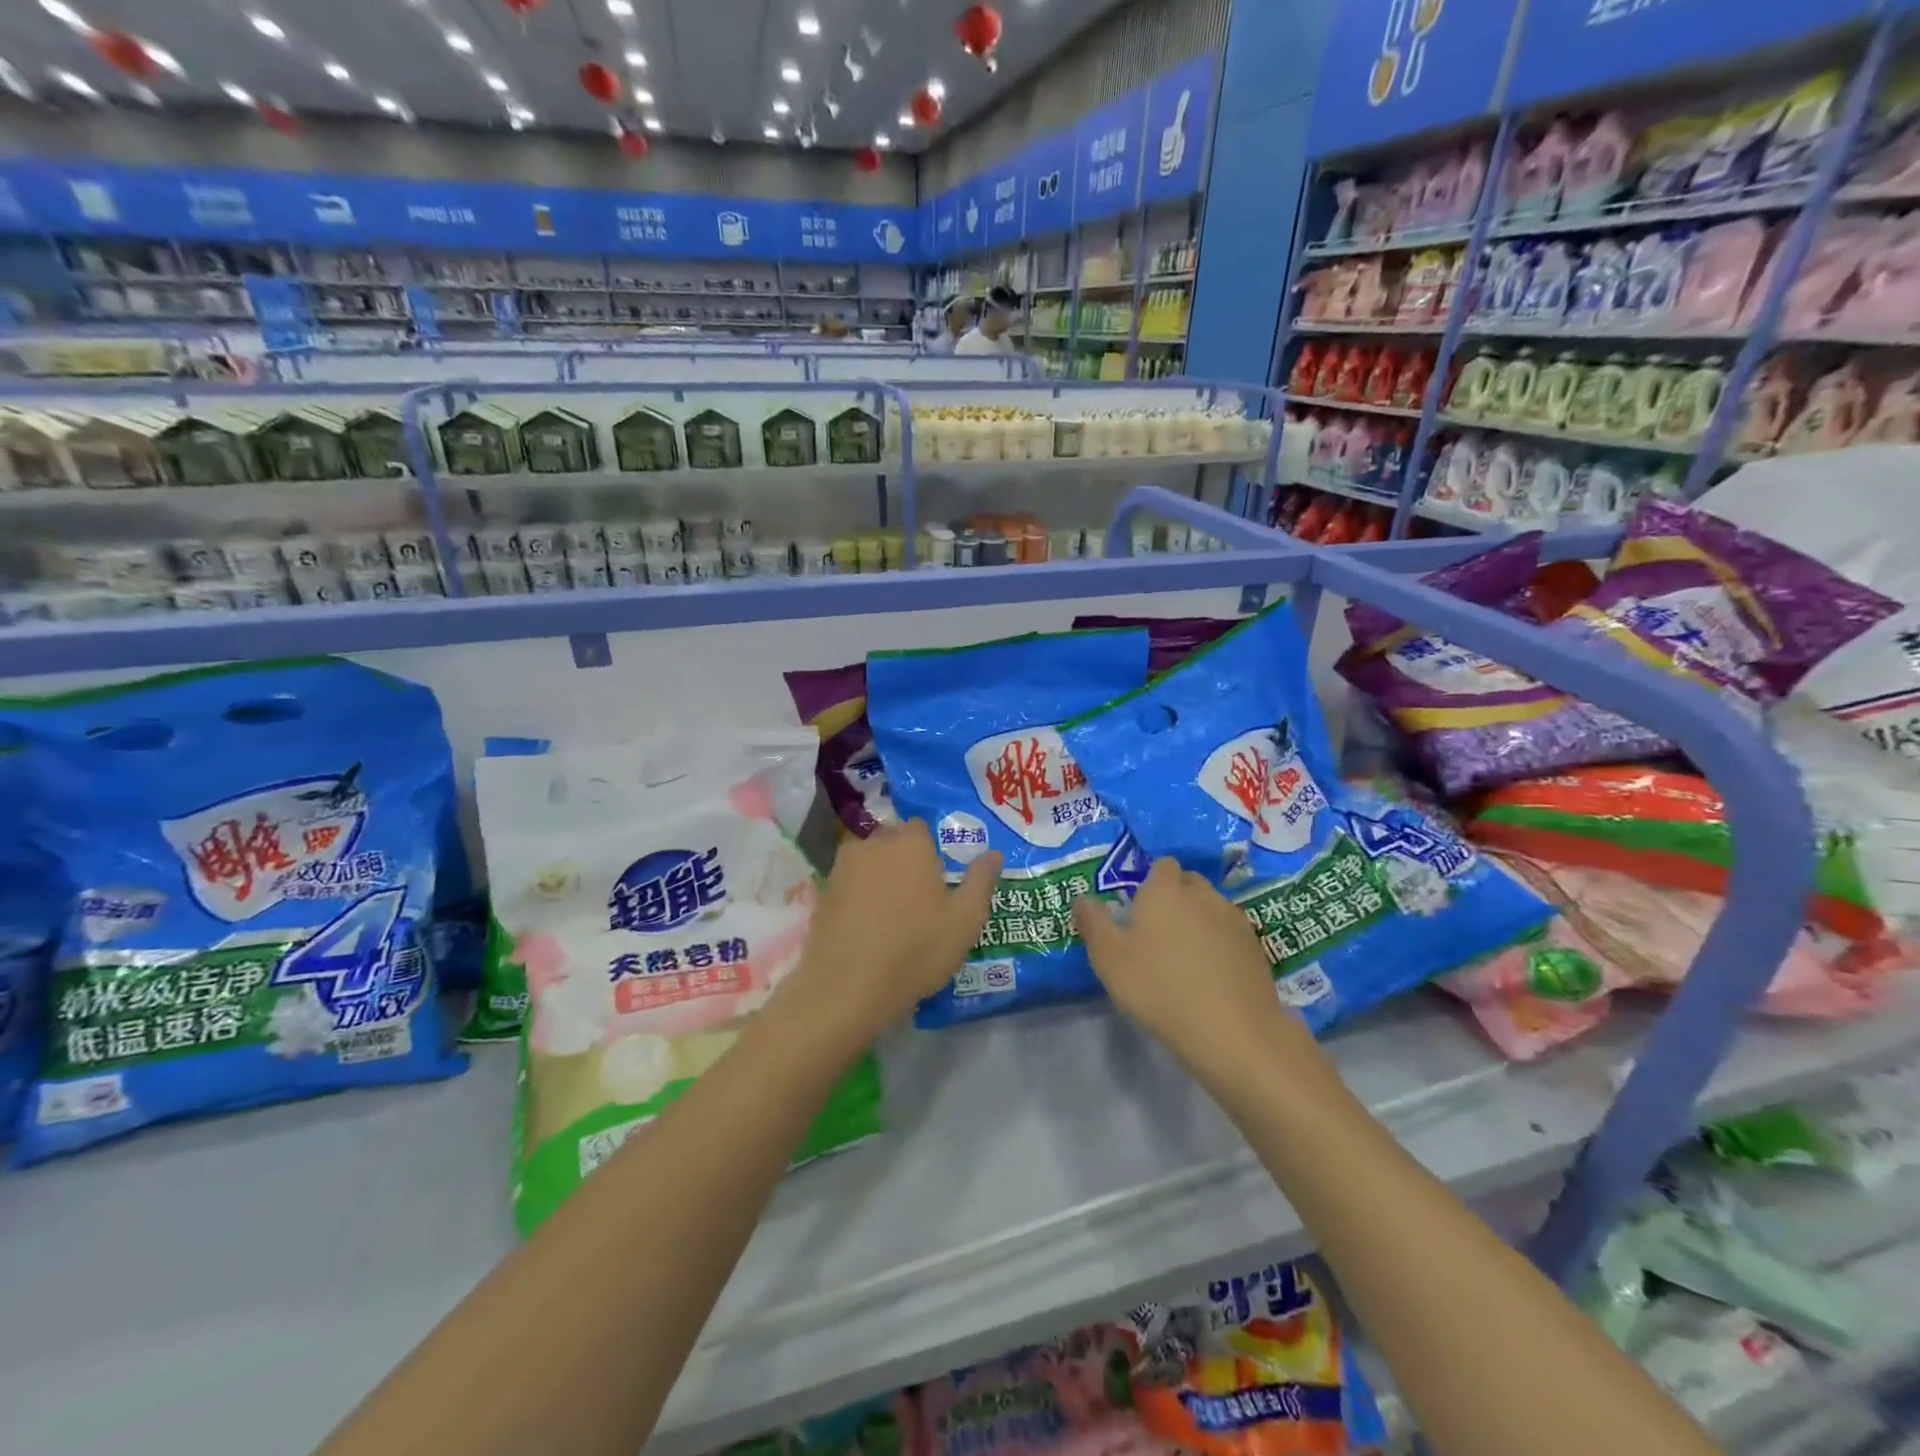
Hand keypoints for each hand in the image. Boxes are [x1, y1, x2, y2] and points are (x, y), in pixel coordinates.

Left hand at [780, 820, 1000, 1053]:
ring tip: (893, 913)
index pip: (922, 828)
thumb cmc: (915, 950)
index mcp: (910, 843)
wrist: (847, 987)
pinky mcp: (823, 892)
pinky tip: (868, 926)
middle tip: (920, 897)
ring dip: (880, 876)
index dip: (932, 850)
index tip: (940, 877)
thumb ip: (981, 881)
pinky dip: (859, 896)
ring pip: (869, 861)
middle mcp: (873, 844)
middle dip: (905, 859)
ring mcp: (843, 867)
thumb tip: (993, 854)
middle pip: (893, 841)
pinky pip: (850, 883)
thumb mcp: (965, 920)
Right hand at [1074, 858, 1306, 1068]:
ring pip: (1212, 907)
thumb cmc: (1159, 987)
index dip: (1151, 881)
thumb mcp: (1109, 959)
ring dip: (1199, 920)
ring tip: (1185, 956)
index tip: (1138, 908)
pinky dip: (1221, 944)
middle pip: (1188, 882)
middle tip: (1157, 932)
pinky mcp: (1255, 947)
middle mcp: (1203, 895)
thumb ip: (1093, 923)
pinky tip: (1212, 974)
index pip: (1162, 865)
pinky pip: (1231, 933)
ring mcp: (1234, 920)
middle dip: (1175, 897)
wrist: (1232, 1031)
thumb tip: (1082, 897)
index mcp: (1165, 890)